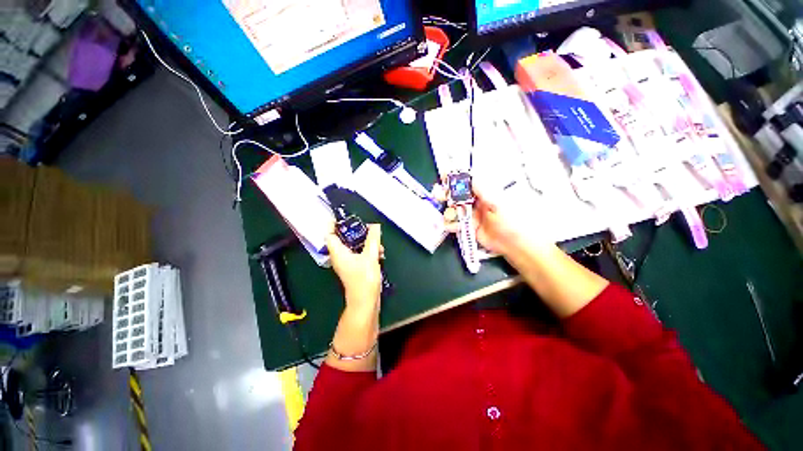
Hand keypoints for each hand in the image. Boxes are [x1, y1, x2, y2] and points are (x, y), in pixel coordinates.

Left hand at [326, 224, 382, 313]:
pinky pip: (359, 254)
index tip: (341, 216)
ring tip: (378, 242)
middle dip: (355, 232)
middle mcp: (340, 257)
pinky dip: (368, 251)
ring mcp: (347, 263)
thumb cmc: (364, 279)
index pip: (329, 234)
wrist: (365, 302)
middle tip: (366, 226)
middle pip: (343, 239)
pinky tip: (380, 253)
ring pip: (353, 247)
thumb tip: (375, 225)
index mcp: (338, 253)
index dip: (332, 223)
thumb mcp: (370, 256)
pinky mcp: (355, 269)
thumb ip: (373, 239)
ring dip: (365, 242)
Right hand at [441, 182, 532, 255]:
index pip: (464, 179)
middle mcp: (474, 200)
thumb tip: (465, 174)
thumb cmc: (511, 218)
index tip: (443, 175)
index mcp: (483, 190)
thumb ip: (480, 188)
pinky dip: (451, 224)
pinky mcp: (466, 226)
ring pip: (451, 209)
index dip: (453, 176)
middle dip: (444, 193)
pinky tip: (455, 227)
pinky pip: (453, 223)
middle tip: (440, 195)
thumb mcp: (496, 200)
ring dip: (448, 212)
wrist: (514, 243)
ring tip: (453, 217)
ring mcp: (469, 213)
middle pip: (453, 194)